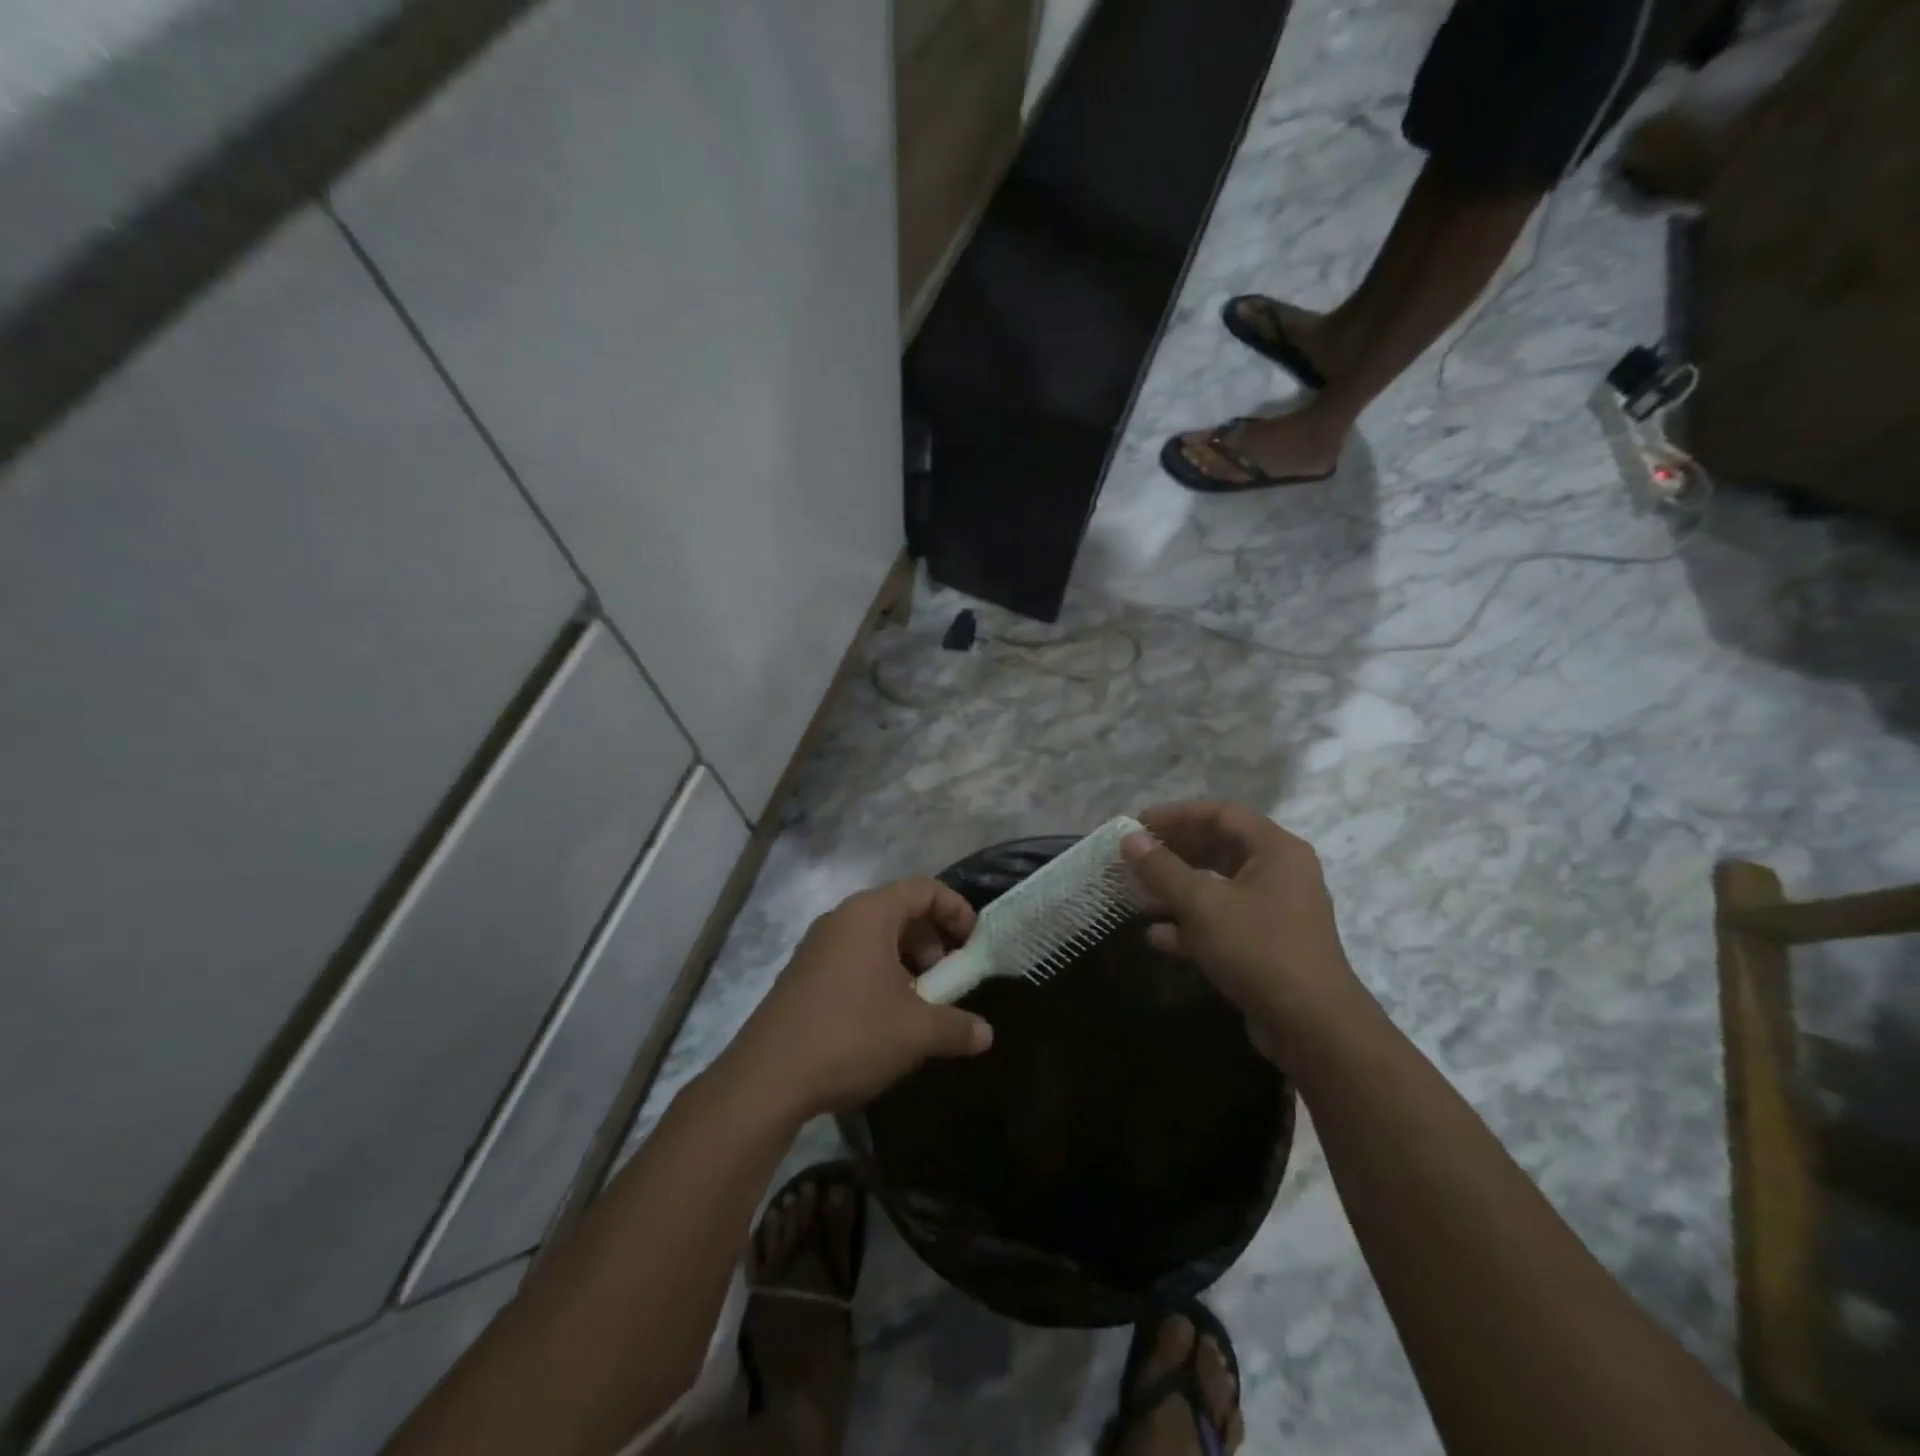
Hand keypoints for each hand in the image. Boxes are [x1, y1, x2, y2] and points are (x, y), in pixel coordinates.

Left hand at [726, 878, 993, 1117]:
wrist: (767, 1079)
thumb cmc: (851, 1035)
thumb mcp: (916, 1032)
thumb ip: (957, 1027)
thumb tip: (986, 1034)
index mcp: (869, 914)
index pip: (924, 889)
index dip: (956, 910)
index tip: (974, 945)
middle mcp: (841, 919)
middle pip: (900, 911)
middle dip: (933, 942)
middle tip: (949, 980)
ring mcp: (817, 947)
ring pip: (876, 939)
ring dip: (907, 963)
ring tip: (922, 1005)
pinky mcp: (803, 975)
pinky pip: (853, 959)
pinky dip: (880, 976)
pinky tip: (887, 1020)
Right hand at [1122, 801, 1369, 1060]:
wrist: (1312, 1026)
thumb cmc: (1258, 949)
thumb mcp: (1202, 905)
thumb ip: (1163, 869)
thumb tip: (1130, 839)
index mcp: (1275, 850)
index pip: (1222, 813)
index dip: (1177, 815)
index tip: (1138, 825)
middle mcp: (1280, 873)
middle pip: (1219, 848)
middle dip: (1173, 853)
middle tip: (1134, 858)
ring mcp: (1275, 911)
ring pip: (1218, 887)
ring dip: (1177, 890)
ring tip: (1137, 896)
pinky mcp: (1267, 945)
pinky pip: (1224, 921)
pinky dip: (1191, 924)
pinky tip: (1156, 936)